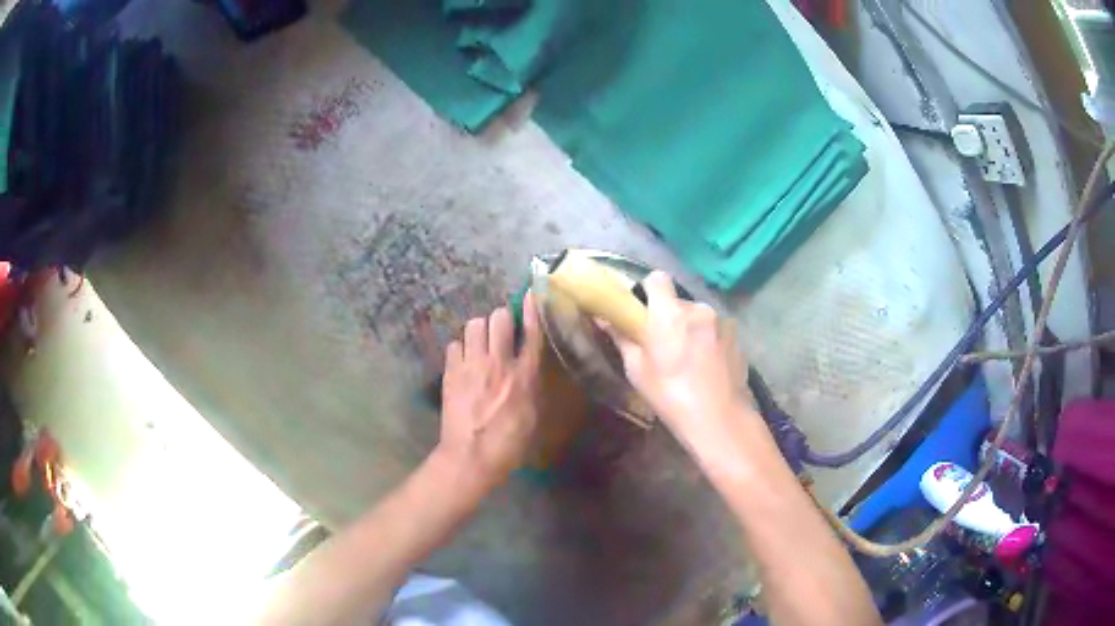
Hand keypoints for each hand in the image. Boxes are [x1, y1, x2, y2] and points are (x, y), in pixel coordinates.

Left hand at [437, 294, 543, 492]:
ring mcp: (471, 365)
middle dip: (501, 318)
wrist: (470, 457)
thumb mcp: (533, 417)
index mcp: (524, 375)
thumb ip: (531, 386)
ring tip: (481, 343)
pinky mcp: (450, 372)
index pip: (530, 332)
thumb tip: (527, 369)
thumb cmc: (509, 445)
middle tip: (502, 331)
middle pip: (498, 317)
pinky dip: (460, 349)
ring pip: (473, 324)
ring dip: (479, 330)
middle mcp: (498, 363)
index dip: (530, 309)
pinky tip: (464, 361)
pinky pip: (454, 344)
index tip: (530, 294)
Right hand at [604, 272, 751, 438]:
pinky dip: (709, 340)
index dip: (648, 290)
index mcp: (669, 313)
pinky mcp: (737, 337)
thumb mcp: (637, 371)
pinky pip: (716, 330)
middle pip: (679, 301)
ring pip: (699, 316)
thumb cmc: (671, 396)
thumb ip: (622, 338)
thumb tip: (603, 318)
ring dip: (691, 329)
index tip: (643, 312)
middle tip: (663, 344)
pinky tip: (707, 367)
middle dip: (670, 316)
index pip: (657, 278)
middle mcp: (698, 308)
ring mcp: (722, 322)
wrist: (719, 418)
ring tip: (689, 359)